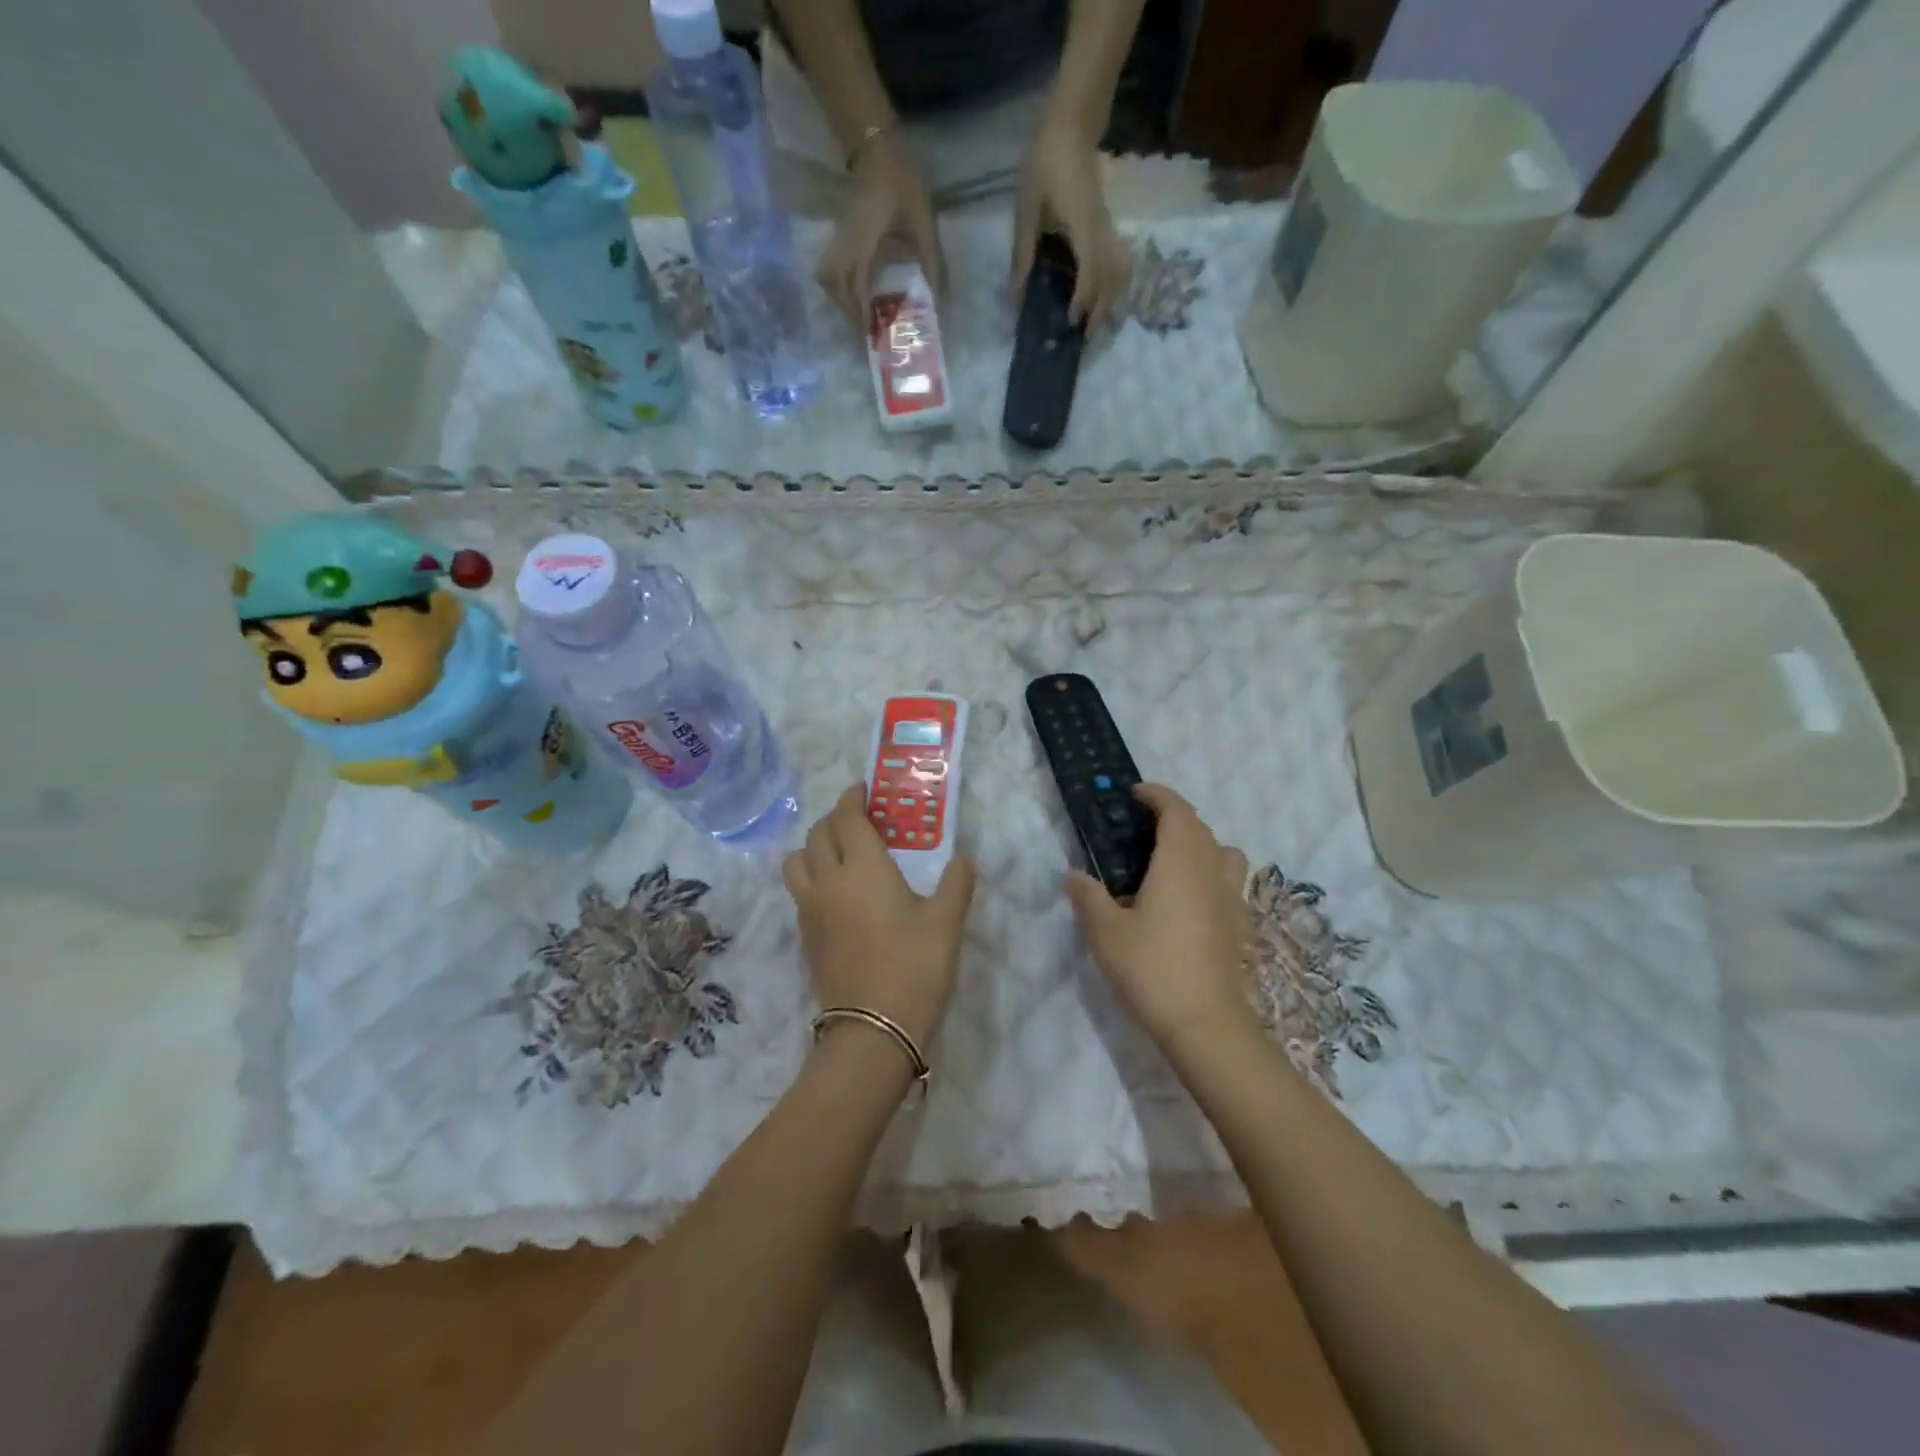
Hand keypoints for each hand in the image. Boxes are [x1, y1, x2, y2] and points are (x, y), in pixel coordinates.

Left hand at [783, 783, 975, 1047]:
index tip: (864, 790)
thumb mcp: (946, 922)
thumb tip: (963, 861)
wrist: (873, 1030)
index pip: (846, 818)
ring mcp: (810, 910)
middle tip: (858, 820)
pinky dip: (811, 877)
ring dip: (814, 847)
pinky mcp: (805, 937)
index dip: (852, 799)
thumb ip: (956, 884)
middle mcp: (828, 880)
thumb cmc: (914, 967)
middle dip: (835, 819)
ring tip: (838, 854)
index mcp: (862, 867)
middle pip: (817, 834)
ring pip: (797, 862)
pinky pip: (799, 891)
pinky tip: (836, 894)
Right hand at [816, 135, 945, 332]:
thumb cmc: (901, 181)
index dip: (860, 314)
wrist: (878, 143)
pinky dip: (841, 284)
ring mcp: (840, 236)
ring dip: (840, 298)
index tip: (870, 336)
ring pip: (828, 275)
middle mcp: (846, 243)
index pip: (856, 287)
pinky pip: (833, 265)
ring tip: (859, 315)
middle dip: (846, 311)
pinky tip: (859, 291)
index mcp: (863, 243)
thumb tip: (942, 297)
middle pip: (833, 285)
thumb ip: (932, 260)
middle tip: (864, 331)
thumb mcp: (923, 221)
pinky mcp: (842, 232)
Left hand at [1011, 117, 1131, 327]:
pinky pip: (1115, 262)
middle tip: (1084, 337)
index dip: (1082, 302)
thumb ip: (1023, 254)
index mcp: (1083, 227)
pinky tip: (1094, 296)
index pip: (1090, 273)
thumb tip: (1016, 296)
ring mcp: (1108, 228)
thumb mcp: (1026, 210)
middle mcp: (1102, 231)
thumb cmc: (1045, 163)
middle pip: (1113, 279)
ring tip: (1091, 322)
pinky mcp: (1107, 225)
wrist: (1072, 125)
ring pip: (1119, 272)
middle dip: (1102, 311)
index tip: (1070, 323)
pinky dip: (1109, 284)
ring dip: (1109, 300)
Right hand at [1065, 784, 1252, 1049]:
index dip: (1156, 795)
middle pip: (1200, 828)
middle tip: (1140, 828)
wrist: (1206, 1025)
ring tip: (1169, 862)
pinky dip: (1209, 875)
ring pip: (1222, 853)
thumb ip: (1087, 896)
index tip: (1133, 793)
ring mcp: (1232, 898)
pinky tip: (1186, 902)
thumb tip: (1074, 875)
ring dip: (1199, 844)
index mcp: (1181, 861)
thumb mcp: (1105, 931)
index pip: (1176, 810)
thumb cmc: (1152, 968)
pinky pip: (1227, 882)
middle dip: (1172, 817)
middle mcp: (1212, 870)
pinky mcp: (1240, 925)